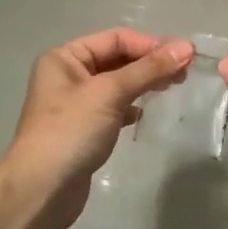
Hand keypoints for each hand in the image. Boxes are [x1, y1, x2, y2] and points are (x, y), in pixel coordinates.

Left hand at [3, 28, 194, 228]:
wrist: (41, 190)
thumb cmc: (71, 132)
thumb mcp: (110, 94)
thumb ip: (148, 69)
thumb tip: (186, 47)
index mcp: (64, 57)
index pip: (115, 38)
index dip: (150, 44)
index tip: (185, 57)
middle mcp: (67, 75)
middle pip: (117, 59)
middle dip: (149, 63)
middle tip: (184, 74)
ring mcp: (74, 104)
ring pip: (117, 84)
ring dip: (143, 84)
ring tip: (172, 89)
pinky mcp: (83, 129)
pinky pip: (113, 108)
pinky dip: (130, 107)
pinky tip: (143, 114)